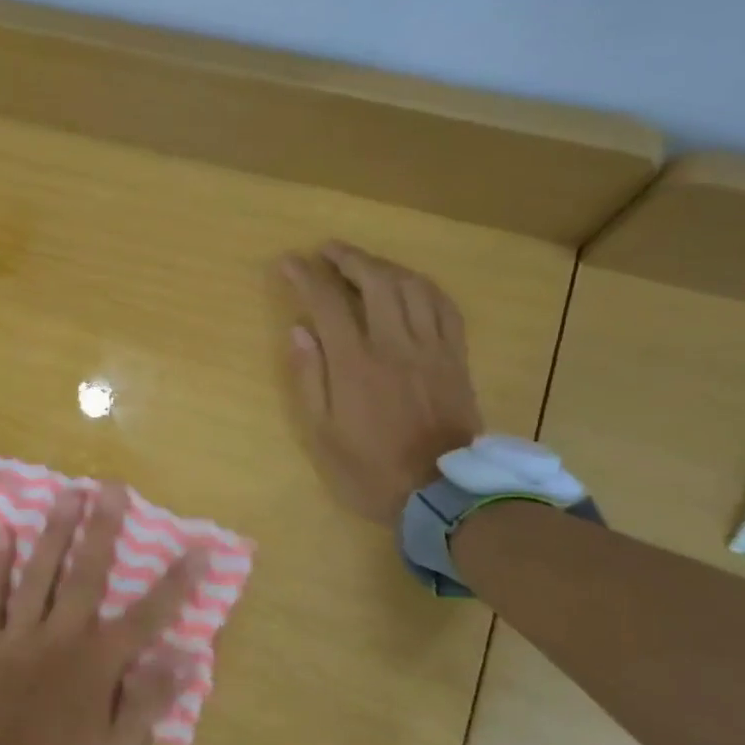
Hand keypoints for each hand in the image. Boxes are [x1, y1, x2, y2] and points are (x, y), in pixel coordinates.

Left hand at [0, 484, 199, 744]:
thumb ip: (149, 701)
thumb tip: (185, 656)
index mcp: (98, 664)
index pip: (148, 615)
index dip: (177, 582)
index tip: (199, 547)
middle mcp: (61, 636)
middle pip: (87, 573)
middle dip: (103, 529)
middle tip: (111, 487)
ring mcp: (19, 635)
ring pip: (39, 573)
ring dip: (54, 530)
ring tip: (66, 493)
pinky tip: (1, 532)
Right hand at [280, 241, 483, 525]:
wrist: (442, 494)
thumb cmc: (370, 469)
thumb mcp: (322, 434)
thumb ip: (309, 378)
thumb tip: (299, 330)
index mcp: (356, 364)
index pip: (328, 303)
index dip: (306, 277)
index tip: (288, 263)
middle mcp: (395, 345)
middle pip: (376, 282)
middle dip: (348, 258)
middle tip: (327, 250)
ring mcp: (431, 349)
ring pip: (412, 287)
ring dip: (384, 266)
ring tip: (364, 262)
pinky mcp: (455, 358)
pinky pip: (445, 307)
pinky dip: (424, 286)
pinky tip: (410, 284)